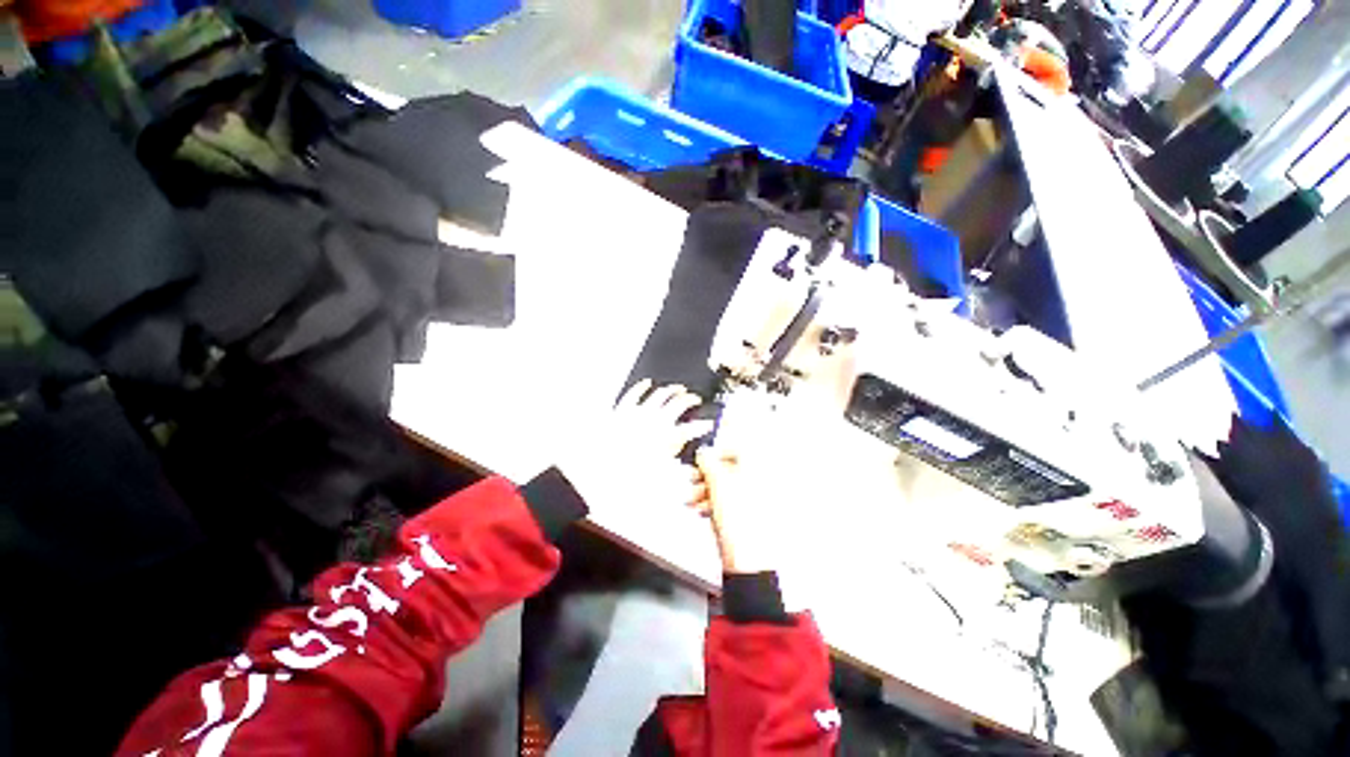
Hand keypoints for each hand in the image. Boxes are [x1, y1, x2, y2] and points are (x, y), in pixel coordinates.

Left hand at [557, 380, 714, 511]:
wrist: (595, 473)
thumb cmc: (625, 475)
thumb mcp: (657, 472)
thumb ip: (673, 457)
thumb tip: (684, 454)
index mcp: (667, 437)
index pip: (693, 427)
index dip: (704, 425)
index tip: (708, 424)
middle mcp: (656, 420)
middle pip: (679, 402)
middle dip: (690, 399)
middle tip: (694, 399)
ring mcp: (639, 412)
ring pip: (660, 394)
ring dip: (671, 389)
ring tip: (677, 388)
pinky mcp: (622, 410)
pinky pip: (634, 393)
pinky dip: (642, 387)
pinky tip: (647, 383)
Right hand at [691, 395, 796, 573]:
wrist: (749, 562)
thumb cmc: (740, 521)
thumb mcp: (718, 484)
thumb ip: (708, 462)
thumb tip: (703, 452)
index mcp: (759, 468)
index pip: (738, 447)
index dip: (717, 451)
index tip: (701, 457)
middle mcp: (761, 480)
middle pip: (729, 467)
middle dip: (707, 473)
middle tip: (691, 479)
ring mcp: (757, 499)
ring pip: (727, 485)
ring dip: (706, 489)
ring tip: (691, 500)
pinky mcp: (750, 515)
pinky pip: (730, 500)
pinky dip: (714, 502)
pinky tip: (700, 510)